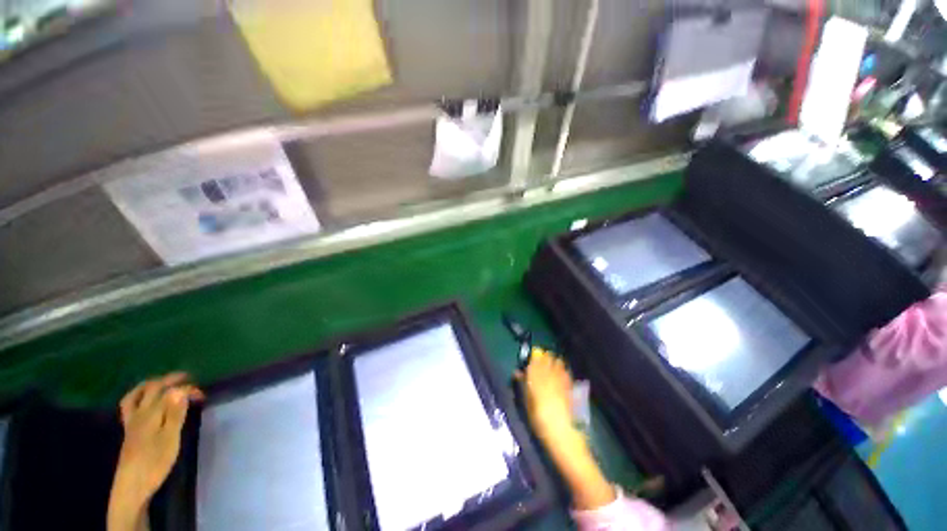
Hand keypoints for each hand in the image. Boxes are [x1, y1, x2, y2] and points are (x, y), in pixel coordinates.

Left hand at [108, 373, 203, 530]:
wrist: (132, 486)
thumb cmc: (155, 463)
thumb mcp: (170, 439)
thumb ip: (175, 413)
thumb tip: (180, 390)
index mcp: (152, 414)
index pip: (170, 392)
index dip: (187, 389)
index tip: (203, 394)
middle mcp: (140, 413)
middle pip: (151, 389)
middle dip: (169, 380)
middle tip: (185, 378)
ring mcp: (132, 422)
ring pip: (135, 395)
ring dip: (149, 385)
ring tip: (161, 383)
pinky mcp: (129, 431)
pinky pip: (131, 405)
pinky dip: (138, 397)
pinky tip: (145, 402)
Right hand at [516, 349, 616, 509]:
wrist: (562, 435)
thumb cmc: (540, 421)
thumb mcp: (527, 404)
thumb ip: (523, 386)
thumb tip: (518, 373)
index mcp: (536, 381)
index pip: (534, 363)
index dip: (533, 356)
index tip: (532, 353)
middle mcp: (549, 378)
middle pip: (547, 360)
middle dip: (544, 356)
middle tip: (541, 355)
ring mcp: (560, 382)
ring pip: (557, 364)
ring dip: (554, 360)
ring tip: (551, 360)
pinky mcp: (569, 387)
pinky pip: (565, 372)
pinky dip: (562, 368)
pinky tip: (562, 369)